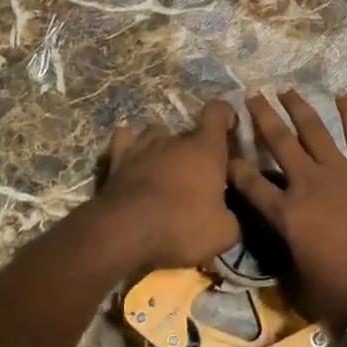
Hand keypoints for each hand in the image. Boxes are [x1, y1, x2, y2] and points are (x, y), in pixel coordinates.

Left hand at [93, 99, 240, 271]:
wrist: (125, 233)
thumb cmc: (181, 227)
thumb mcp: (223, 234)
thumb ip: (230, 217)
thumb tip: (225, 215)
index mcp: (205, 149)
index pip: (217, 112)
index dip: (225, 115)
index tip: (228, 126)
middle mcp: (175, 139)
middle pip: (189, 132)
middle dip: (195, 149)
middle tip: (198, 175)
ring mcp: (142, 146)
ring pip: (156, 133)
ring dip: (163, 147)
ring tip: (165, 168)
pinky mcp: (116, 159)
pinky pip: (125, 141)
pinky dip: (130, 146)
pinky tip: (133, 160)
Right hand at [230, 91, 346, 331]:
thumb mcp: (307, 291)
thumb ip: (291, 271)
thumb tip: (284, 266)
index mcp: (289, 216)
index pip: (252, 187)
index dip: (236, 169)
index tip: (224, 153)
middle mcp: (309, 185)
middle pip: (280, 143)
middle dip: (263, 117)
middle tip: (251, 94)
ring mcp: (341, 173)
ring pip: (314, 131)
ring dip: (299, 108)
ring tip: (286, 89)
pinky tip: (344, 95)